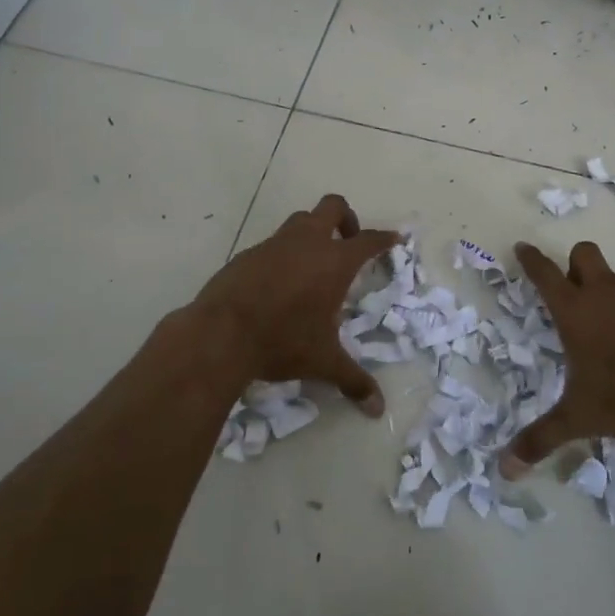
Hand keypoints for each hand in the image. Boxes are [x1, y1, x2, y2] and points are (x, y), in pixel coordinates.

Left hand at [189, 194, 398, 414]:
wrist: (220, 334)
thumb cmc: (282, 341)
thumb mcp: (323, 362)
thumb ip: (354, 380)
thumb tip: (378, 409)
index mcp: (334, 261)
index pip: (368, 240)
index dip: (384, 238)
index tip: (394, 238)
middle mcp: (307, 242)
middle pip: (333, 206)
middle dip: (346, 218)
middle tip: (348, 242)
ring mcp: (274, 244)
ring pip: (300, 220)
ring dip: (313, 231)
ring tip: (314, 264)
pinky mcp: (248, 254)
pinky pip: (274, 243)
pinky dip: (285, 253)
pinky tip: (280, 283)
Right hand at [500, 240, 614, 475]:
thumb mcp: (581, 418)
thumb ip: (542, 438)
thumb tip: (504, 470)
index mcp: (575, 310)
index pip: (545, 273)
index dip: (531, 259)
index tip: (523, 248)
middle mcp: (604, 291)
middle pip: (583, 254)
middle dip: (575, 264)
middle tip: (576, 292)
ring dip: (612, 295)